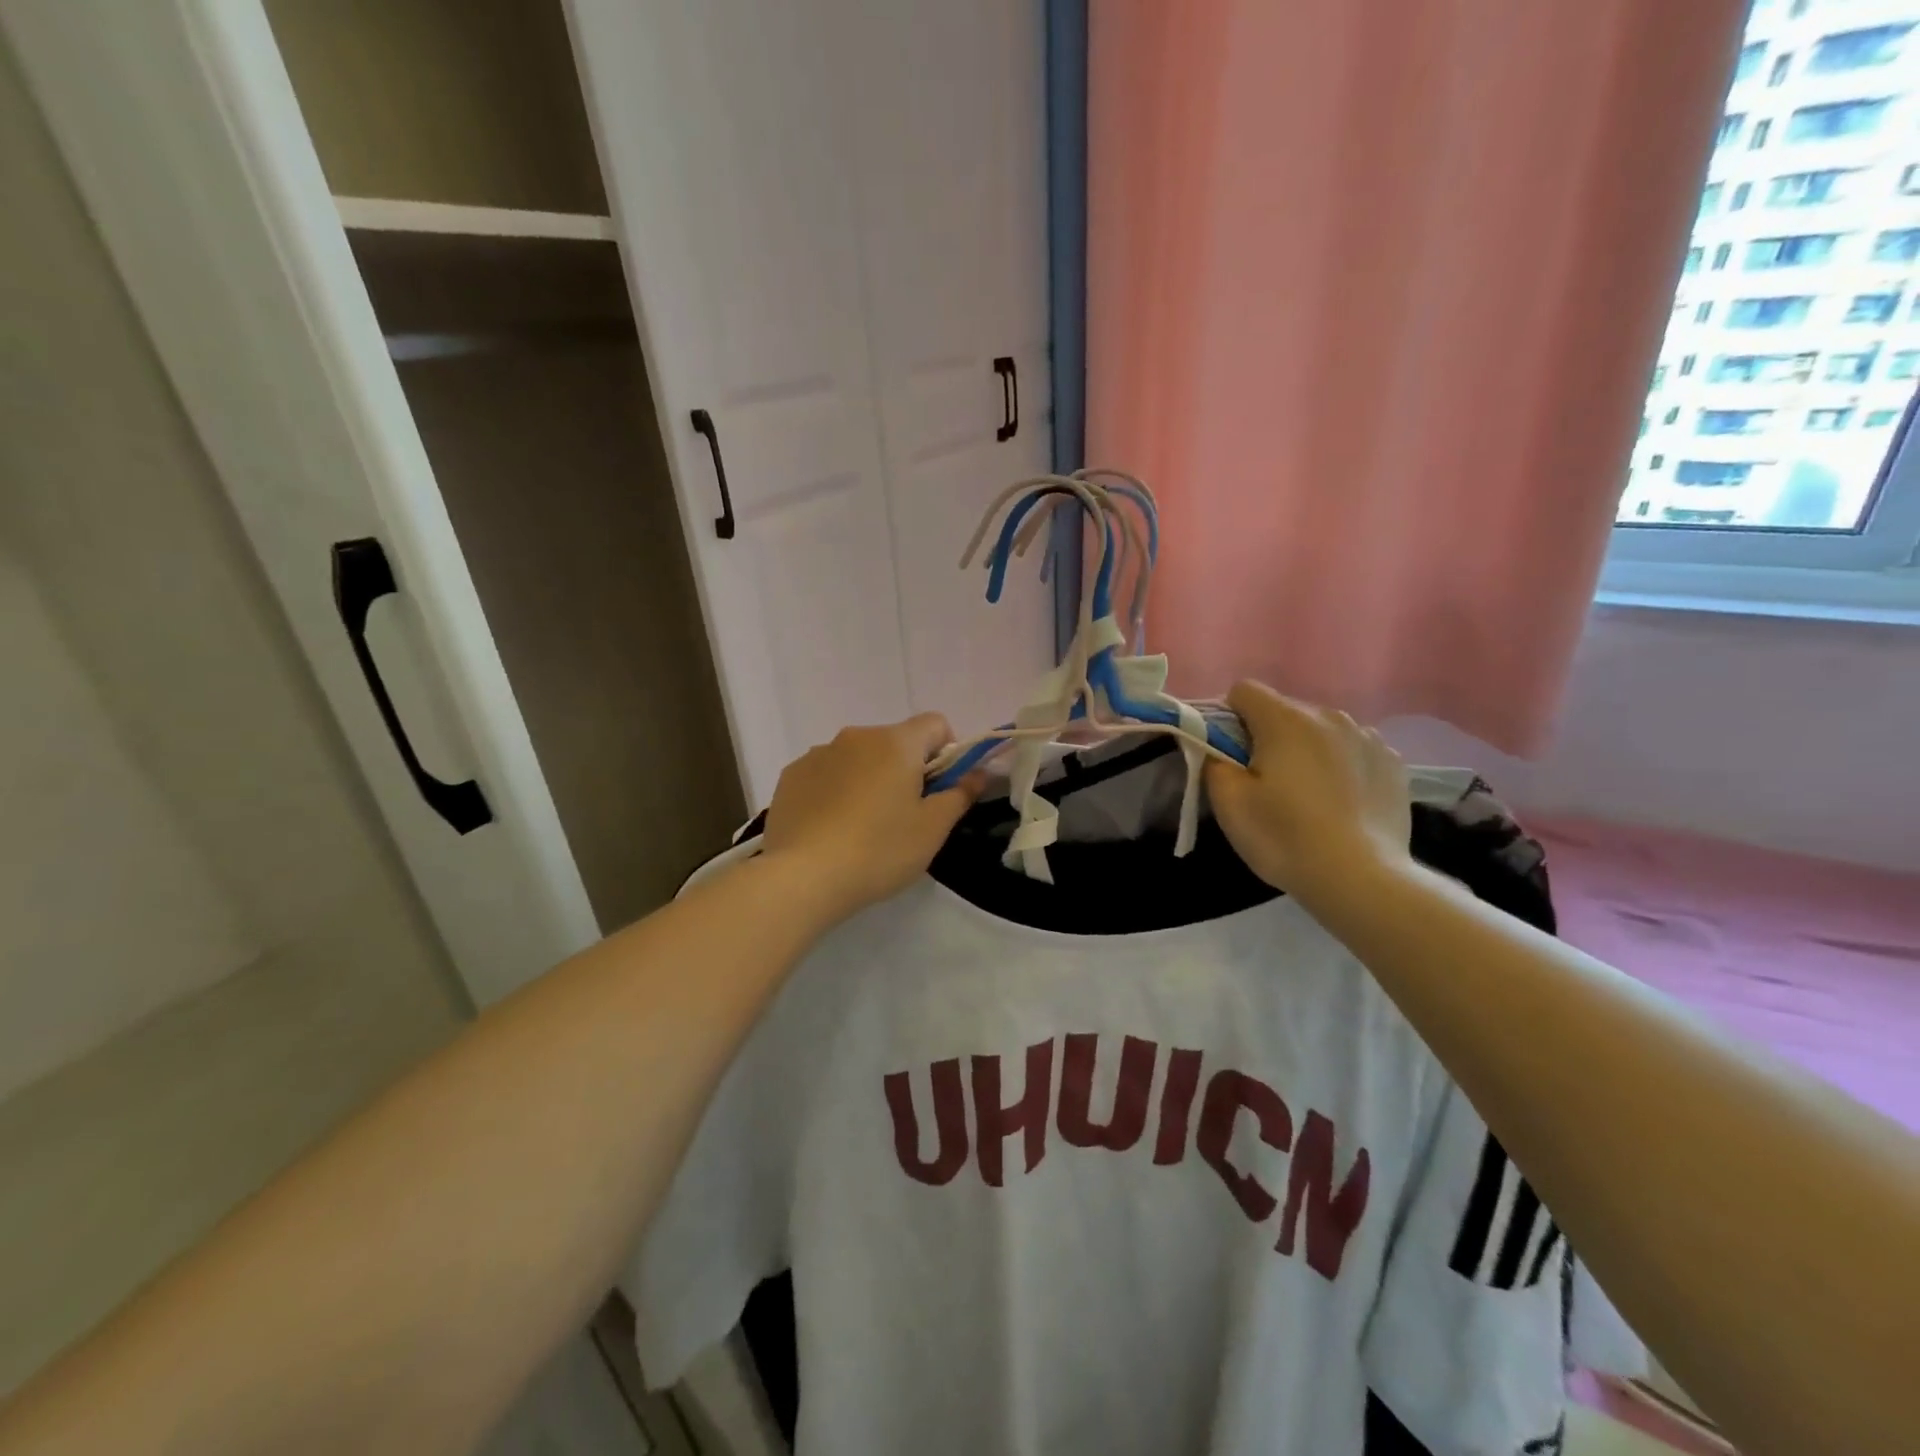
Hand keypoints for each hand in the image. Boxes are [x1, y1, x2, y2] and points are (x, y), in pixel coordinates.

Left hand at [761, 714, 984, 919]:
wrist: (802, 877)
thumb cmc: (879, 850)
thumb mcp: (932, 829)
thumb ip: (960, 794)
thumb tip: (978, 772)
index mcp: (896, 742)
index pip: (935, 724)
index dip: (947, 752)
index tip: (940, 790)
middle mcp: (856, 736)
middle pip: (896, 741)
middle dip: (906, 769)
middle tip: (905, 816)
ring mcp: (818, 753)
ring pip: (859, 757)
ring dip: (869, 778)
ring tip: (862, 827)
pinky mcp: (791, 775)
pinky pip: (827, 772)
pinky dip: (836, 790)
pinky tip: (831, 827)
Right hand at [1204, 681, 1412, 903]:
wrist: (1362, 879)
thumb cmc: (1285, 837)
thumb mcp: (1229, 803)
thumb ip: (1214, 761)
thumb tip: (1219, 748)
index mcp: (1285, 720)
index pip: (1244, 691)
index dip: (1228, 718)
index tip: (1230, 754)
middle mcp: (1329, 716)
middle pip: (1284, 710)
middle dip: (1268, 735)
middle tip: (1265, 782)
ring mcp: (1368, 737)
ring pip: (1320, 730)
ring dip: (1306, 749)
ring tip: (1307, 794)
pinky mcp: (1393, 763)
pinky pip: (1353, 750)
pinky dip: (1340, 765)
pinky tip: (1341, 802)